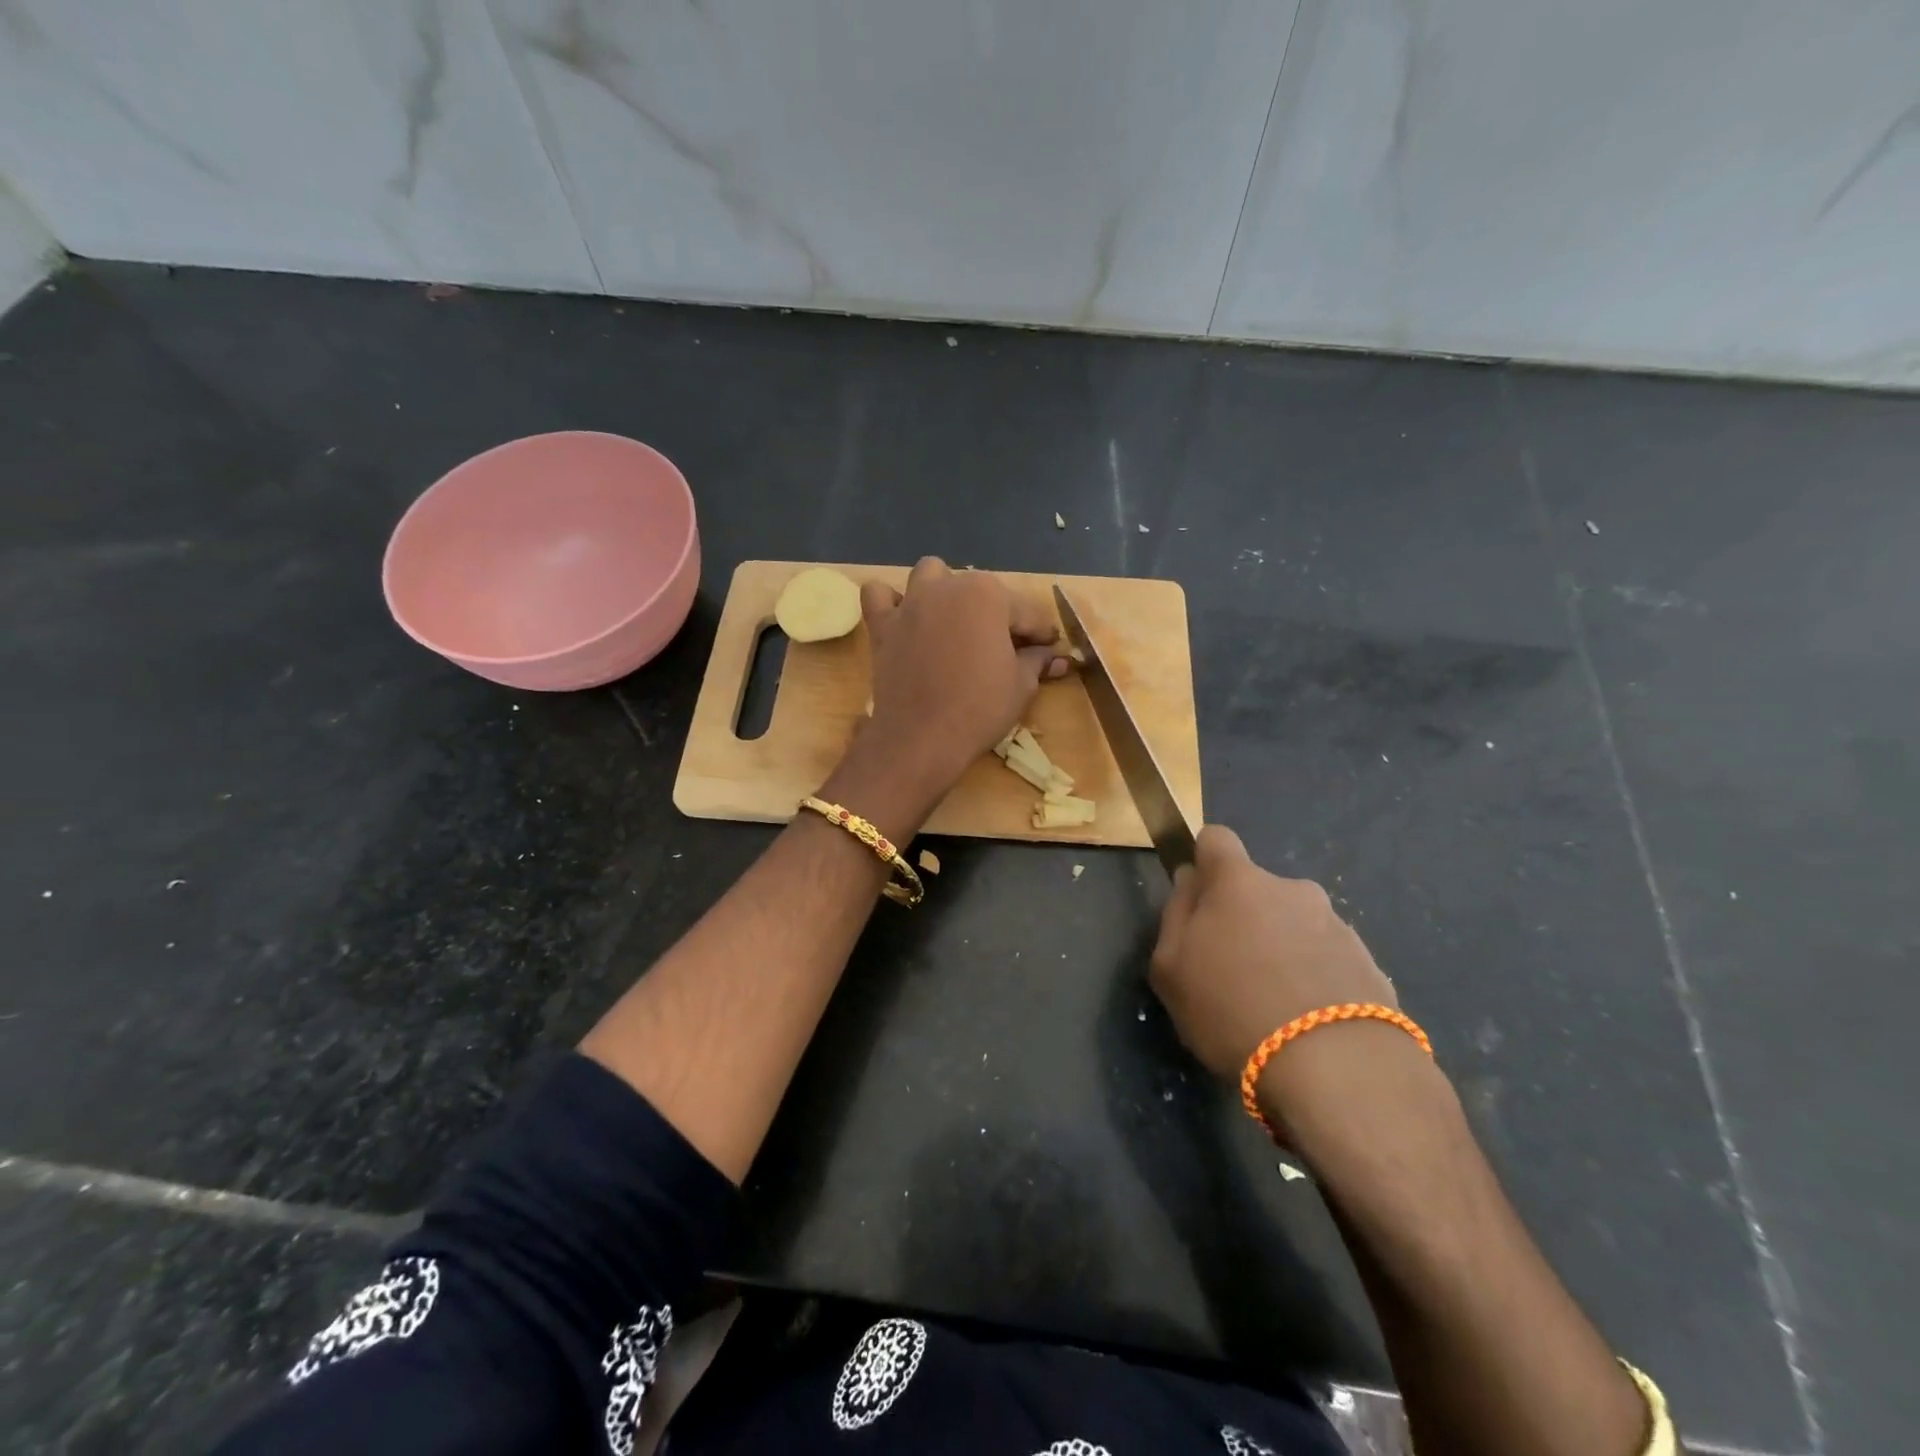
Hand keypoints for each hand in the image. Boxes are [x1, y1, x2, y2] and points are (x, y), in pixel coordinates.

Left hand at [833, 558, 1067, 828]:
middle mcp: (948, 586)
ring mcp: (911, 603)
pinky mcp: (883, 625)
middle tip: (1009, 651)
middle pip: (982, 593)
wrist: (921, 738)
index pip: (1027, 612)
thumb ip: (1037, 662)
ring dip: (946, 591)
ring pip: (931, 576)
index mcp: (988, 594)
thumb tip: (1056, 658)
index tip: (1050, 650)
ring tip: (956, 622)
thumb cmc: (980, 708)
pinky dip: (891, 602)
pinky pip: (880, 597)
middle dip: (1000, 616)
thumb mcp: (1021, 686)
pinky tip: (906, 620)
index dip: (1042, 634)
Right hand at [1150, 825, 1398, 1083]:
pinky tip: (1308, 1024)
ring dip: (1282, 951)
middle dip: (1244, 919)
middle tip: (1231, 972)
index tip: (1199, 899)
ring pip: (1295, 926)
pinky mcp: (1369, 964)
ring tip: (1274, 1008)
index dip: (1204, 862)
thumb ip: (1176, 914)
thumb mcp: (1171, 968)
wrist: (1336, 1069)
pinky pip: (1327, 960)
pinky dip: (1314, 979)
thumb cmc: (1231, 1008)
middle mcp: (1292, 889)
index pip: (1216, 840)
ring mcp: (1337, 924)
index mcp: (1239, 881)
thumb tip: (1190, 881)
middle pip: (1257, 890)